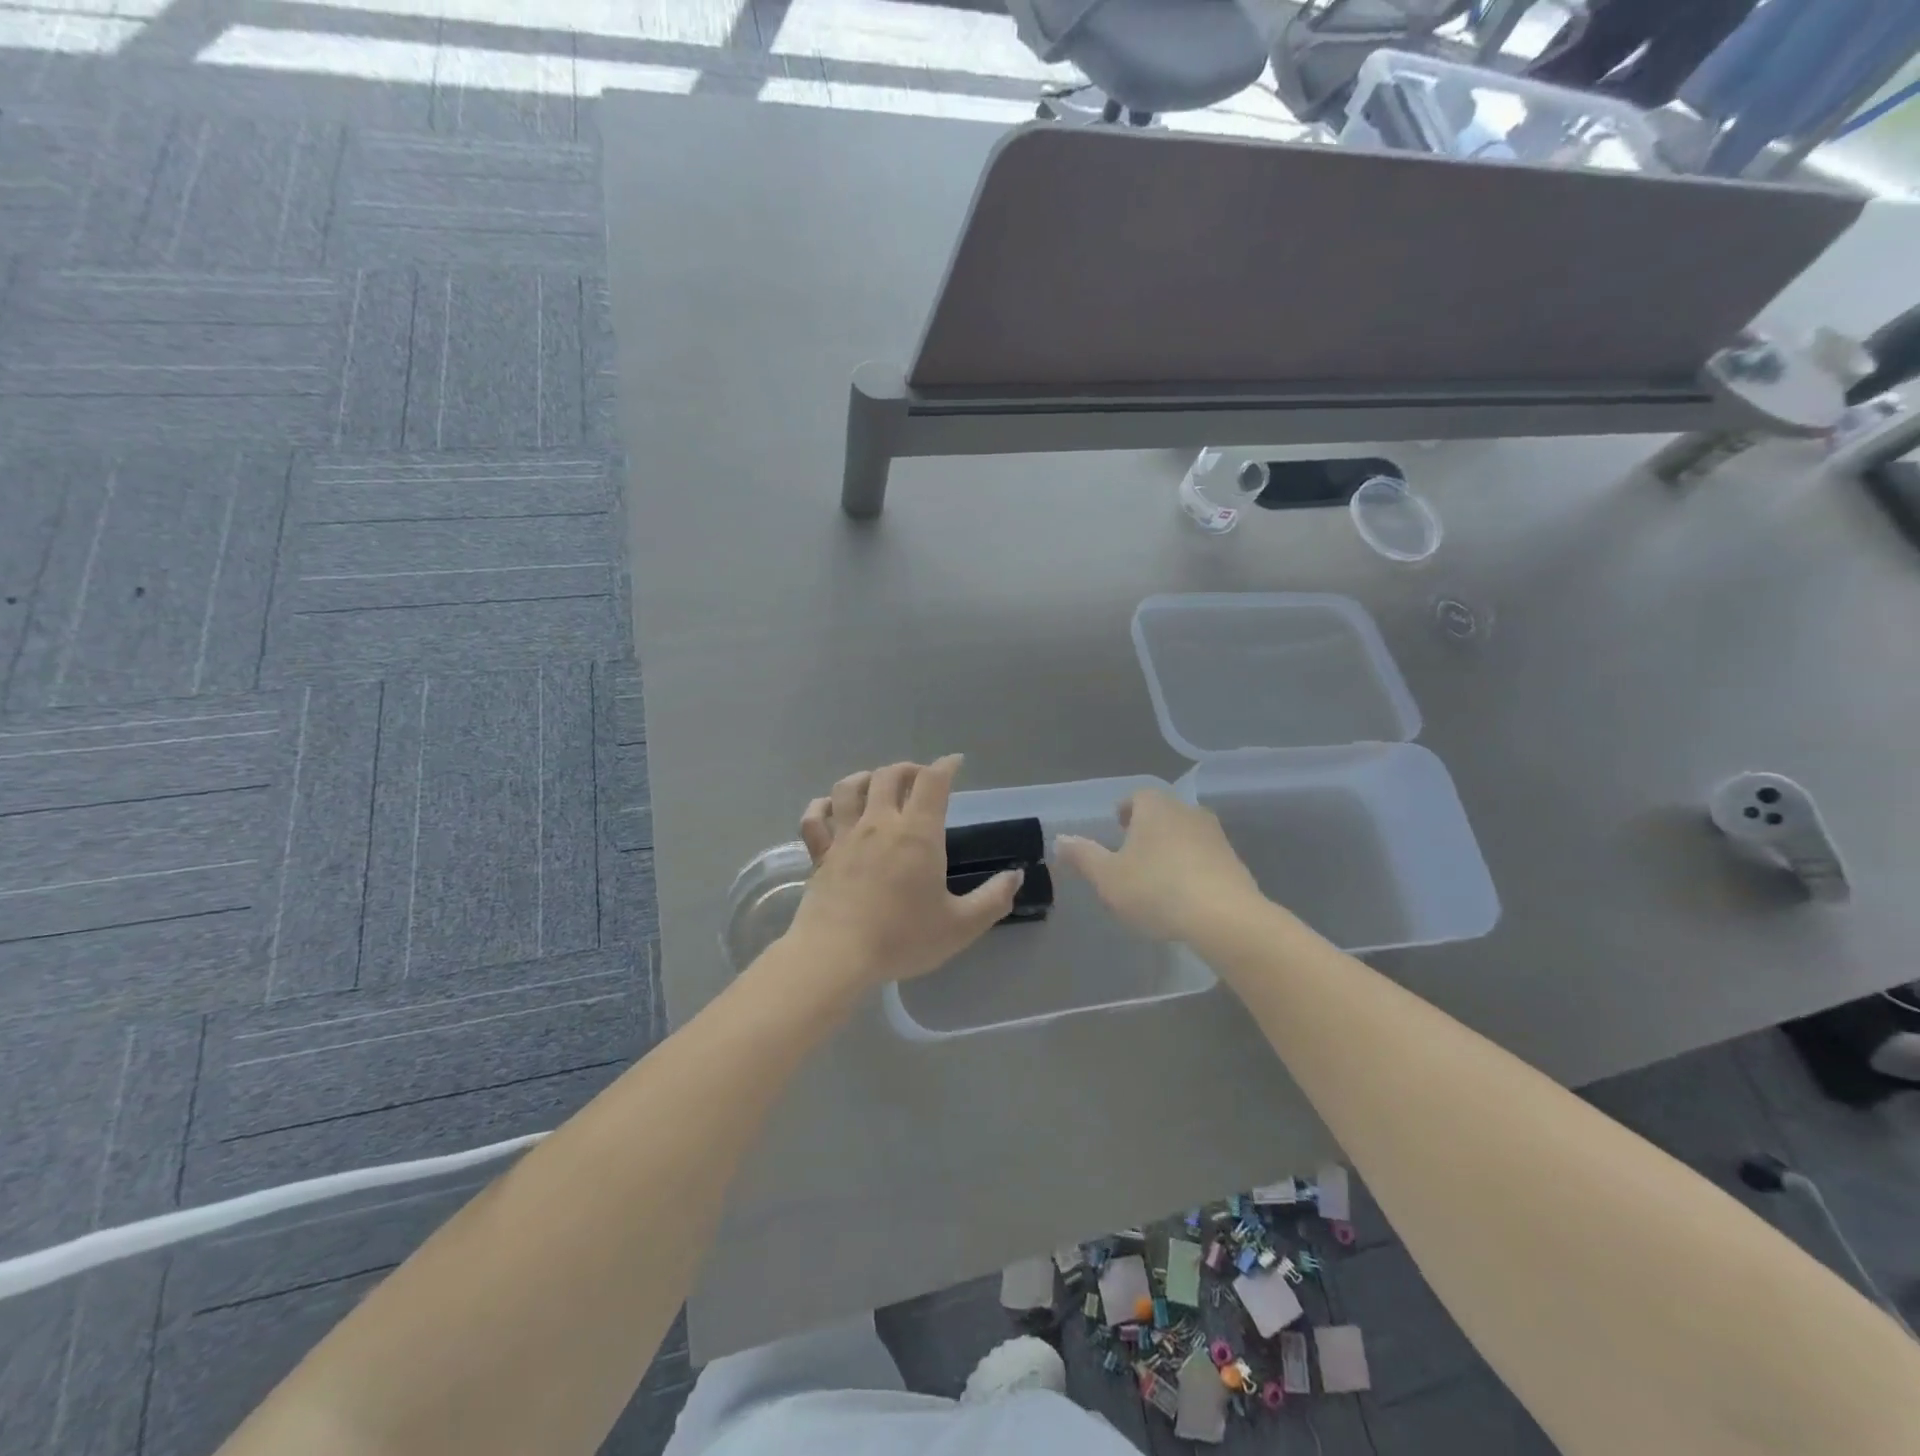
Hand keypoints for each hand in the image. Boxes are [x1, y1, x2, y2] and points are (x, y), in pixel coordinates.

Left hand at [788, 756, 1020, 988]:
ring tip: (877, 785)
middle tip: (919, 779)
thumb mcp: (961, 926)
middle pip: (889, 775)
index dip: (945, 766)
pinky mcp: (820, 855)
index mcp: (917, 834)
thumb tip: (1015, 876)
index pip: (933, 782)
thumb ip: (993, 899)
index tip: (955, 763)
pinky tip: (830, 808)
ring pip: (849, 788)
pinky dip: (822, 806)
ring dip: (866, 778)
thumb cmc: (902, 938)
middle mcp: (880, 823)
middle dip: (908, 769)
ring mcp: (844, 836)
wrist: (836, 955)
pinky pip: (815, 818)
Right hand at [1055, 788, 1260, 942]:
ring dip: (1171, 848)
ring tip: (1156, 876)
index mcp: (1155, 807)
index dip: (1125, 810)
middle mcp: (1187, 812)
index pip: (1136, 797)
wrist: (1224, 917)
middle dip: (1147, 829)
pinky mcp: (1234, 862)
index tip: (1117, 827)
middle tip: (1132, 852)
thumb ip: (1083, 856)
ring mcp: (1215, 836)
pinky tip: (1183, 894)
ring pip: (1185, 834)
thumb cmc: (1156, 889)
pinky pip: (1204, 858)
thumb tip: (1060, 839)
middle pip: (1163, 813)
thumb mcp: (1107, 877)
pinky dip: (1191, 868)